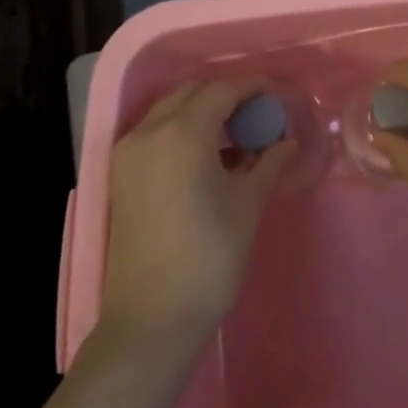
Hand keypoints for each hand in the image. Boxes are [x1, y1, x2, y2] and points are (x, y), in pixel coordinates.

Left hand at [98, 81, 295, 350]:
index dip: (253, 87)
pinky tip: (207, 155)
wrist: (151, 320)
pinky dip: (181, 129)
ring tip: (235, 134)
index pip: (223, 90)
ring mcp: (129, 153)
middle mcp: (150, 132)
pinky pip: (154, 132)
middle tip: (258, 114)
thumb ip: (269, 163)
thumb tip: (287, 142)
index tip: (277, 94)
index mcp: (183, 133)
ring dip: (202, 110)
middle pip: (193, 92)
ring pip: (169, 109)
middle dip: (227, 94)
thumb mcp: (248, 205)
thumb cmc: (209, 258)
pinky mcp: (120, 176)